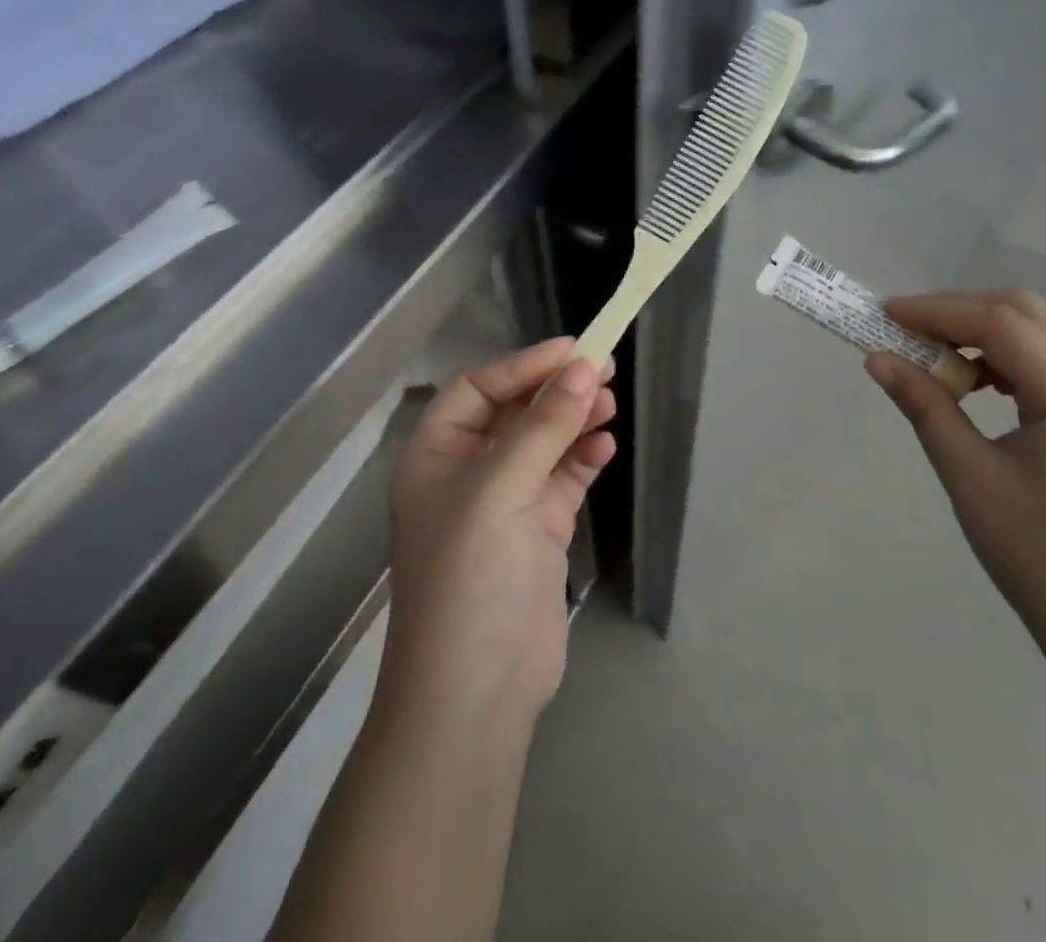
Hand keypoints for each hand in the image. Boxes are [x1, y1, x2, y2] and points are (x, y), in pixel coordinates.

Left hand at [380, 339, 614, 734]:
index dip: (524, 365)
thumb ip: (543, 426)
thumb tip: (584, 368)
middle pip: (514, 412)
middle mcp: (467, 473)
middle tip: (605, 372)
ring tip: (610, 407)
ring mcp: (504, 504)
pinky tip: (604, 450)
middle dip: (556, 391)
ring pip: (543, 443)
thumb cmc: (471, 577)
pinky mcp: (537, 531)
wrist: (477, 694)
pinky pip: (562, 478)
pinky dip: (583, 460)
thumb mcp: (501, 490)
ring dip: (575, 421)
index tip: (575, 350)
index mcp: (435, 455)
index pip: (479, 388)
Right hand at [866, 289, 1045, 694]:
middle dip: (960, 312)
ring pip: (1042, 333)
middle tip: (906, 329)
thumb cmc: (1039, 559)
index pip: (1002, 323)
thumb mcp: (970, 477)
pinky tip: (976, 384)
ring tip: (934, 357)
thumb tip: (876, 359)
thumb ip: (924, 406)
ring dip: (984, 332)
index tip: (885, 315)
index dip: (938, 310)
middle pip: (1027, 313)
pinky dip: (1008, 358)